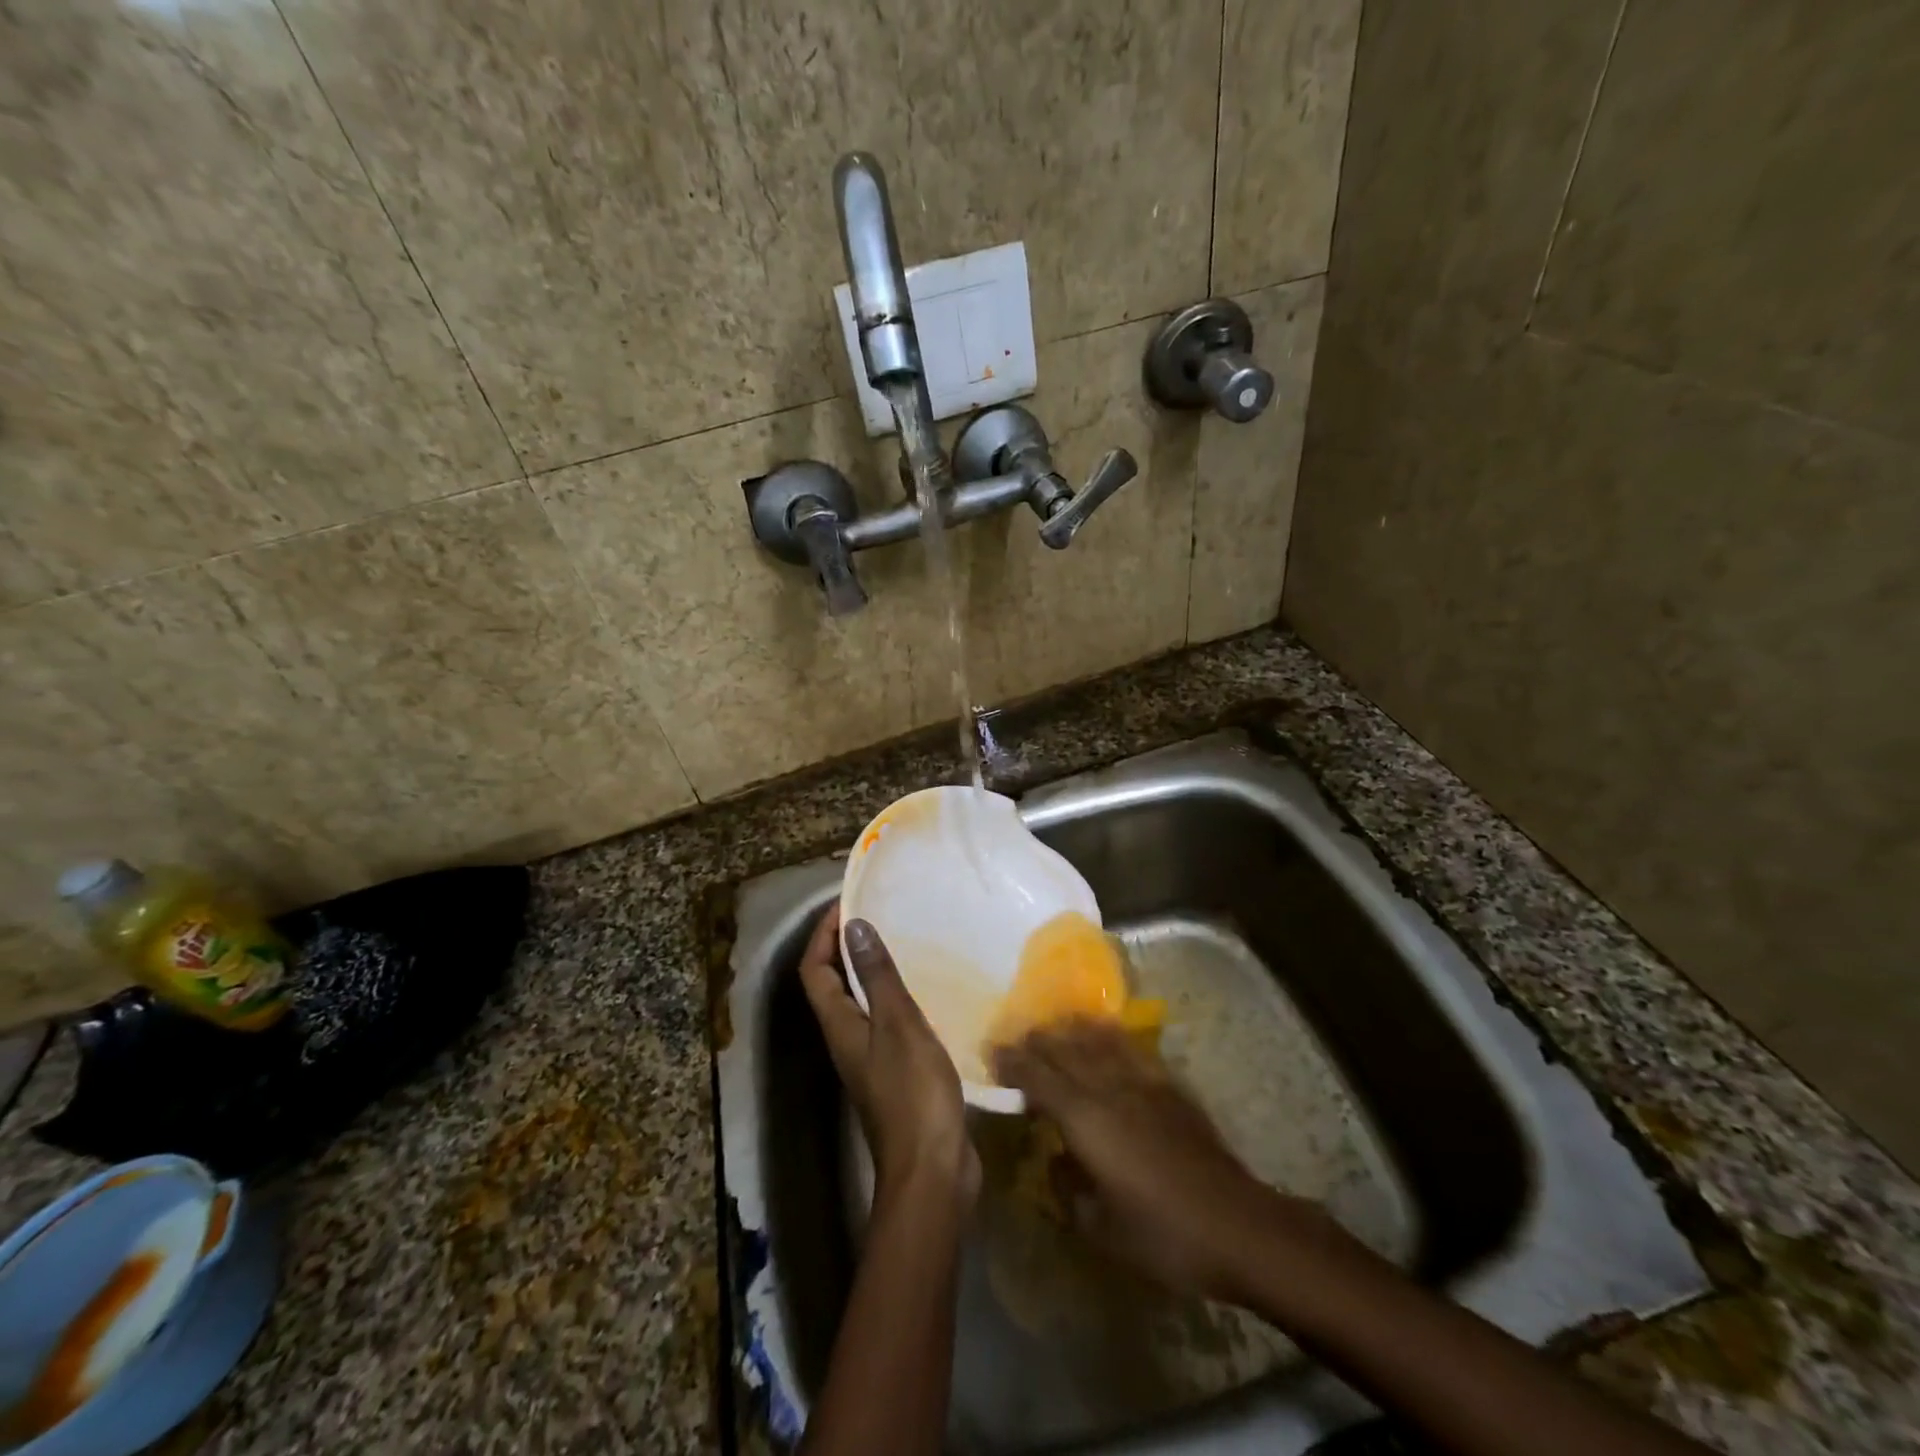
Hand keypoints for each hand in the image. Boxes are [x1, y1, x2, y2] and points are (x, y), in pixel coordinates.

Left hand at [798, 904, 980, 1211]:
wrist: (932, 1171)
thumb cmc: (913, 1093)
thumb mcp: (898, 1025)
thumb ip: (877, 976)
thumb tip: (853, 927)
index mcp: (839, 1025)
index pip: (815, 970)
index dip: (822, 935)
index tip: (848, 904)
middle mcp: (846, 1039)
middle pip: (832, 983)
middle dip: (846, 946)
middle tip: (878, 915)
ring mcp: (870, 1058)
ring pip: (859, 1002)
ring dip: (871, 970)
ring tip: (903, 942)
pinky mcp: (895, 1073)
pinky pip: (886, 1021)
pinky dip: (895, 996)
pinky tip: (926, 989)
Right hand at [993, 1020, 1316, 1299]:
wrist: (1237, 1225)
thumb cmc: (1164, 1236)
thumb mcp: (1102, 1230)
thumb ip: (1068, 1190)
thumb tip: (1056, 1161)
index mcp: (1086, 1121)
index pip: (1039, 1079)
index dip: (1014, 1063)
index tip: (993, 1053)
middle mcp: (1109, 1089)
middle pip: (1065, 1051)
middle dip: (1037, 1041)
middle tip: (1015, 1036)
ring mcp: (1142, 1082)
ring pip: (1097, 1042)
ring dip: (1070, 1030)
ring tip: (1054, 1025)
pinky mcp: (1169, 1086)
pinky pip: (1131, 1049)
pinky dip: (1110, 1035)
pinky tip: (1104, 1031)